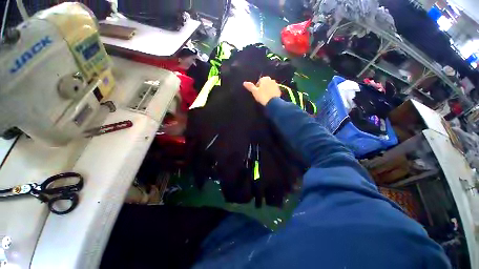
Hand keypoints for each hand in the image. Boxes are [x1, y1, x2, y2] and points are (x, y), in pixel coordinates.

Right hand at [243, 77, 281, 105]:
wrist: (273, 102)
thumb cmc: (263, 96)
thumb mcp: (255, 92)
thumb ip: (250, 86)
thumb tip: (244, 82)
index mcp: (265, 79)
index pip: (259, 81)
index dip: (257, 87)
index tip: (257, 92)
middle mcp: (271, 80)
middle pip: (265, 84)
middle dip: (263, 88)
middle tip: (260, 95)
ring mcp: (276, 85)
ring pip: (269, 87)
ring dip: (267, 90)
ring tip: (265, 97)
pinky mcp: (279, 90)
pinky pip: (273, 91)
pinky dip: (271, 93)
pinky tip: (269, 98)